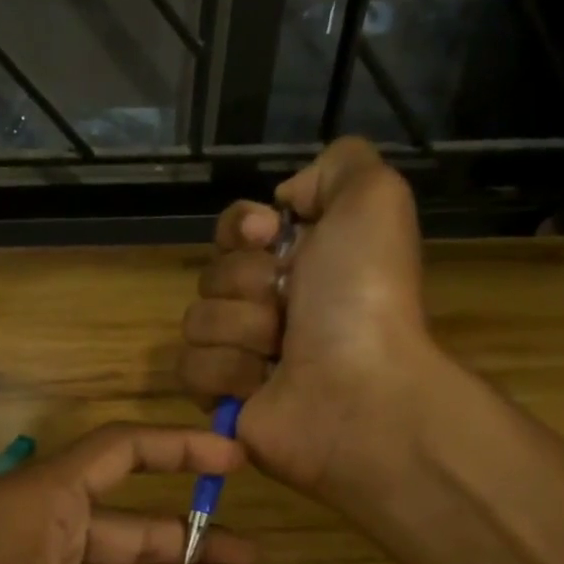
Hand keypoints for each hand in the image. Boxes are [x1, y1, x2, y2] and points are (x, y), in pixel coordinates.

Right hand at [177, 137, 439, 502]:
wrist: (357, 392)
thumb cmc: (363, 298)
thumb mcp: (374, 200)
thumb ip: (338, 166)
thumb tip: (285, 200)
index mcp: (302, 261)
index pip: (234, 230)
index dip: (240, 228)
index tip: (266, 234)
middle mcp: (271, 305)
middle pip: (212, 273)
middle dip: (247, 285)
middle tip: (290, 307)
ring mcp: (243, 354)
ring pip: (196, 320)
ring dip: (240, 331)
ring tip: (280, 353)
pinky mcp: (222, 398)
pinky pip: (189, 367)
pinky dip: (226, 373)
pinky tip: (260, 385)